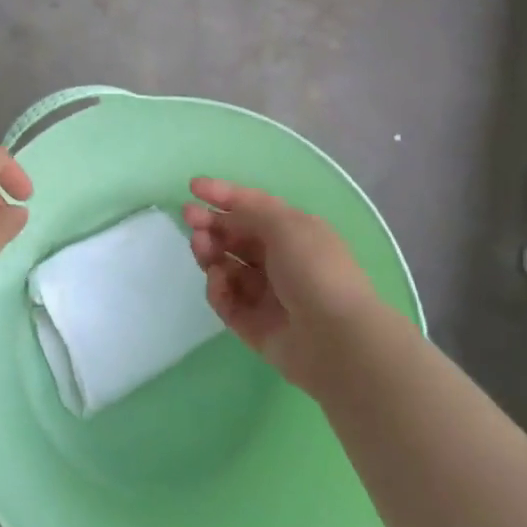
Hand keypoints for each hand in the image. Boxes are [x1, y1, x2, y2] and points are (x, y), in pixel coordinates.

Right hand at [183, 179, 380, 396]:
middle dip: (212, 224)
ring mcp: (266, 294)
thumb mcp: (286, 225)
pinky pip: (227, 300)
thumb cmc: (315, 270)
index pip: (254, 207)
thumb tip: (228, 211)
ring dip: (210, 252)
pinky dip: (218, 287)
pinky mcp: (253, 325)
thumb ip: (251, 210)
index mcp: (295, 232)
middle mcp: (281, 261)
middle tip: (189, 218)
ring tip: (200, 246)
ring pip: (227, 267)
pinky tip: (217, 279)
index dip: (224, 194)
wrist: (336, 339)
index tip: (193, 187)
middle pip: (237, 236)